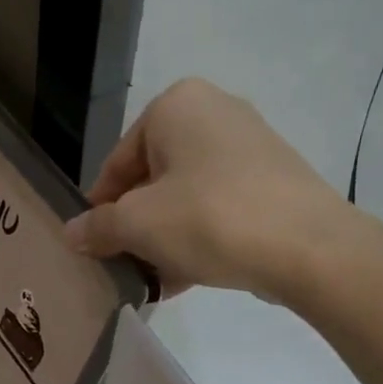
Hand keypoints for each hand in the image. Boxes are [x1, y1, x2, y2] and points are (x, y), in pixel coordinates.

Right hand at [65, 79, 356, 302]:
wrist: (310, 248)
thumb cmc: (209, 218)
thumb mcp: (138, 225)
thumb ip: (98, 227)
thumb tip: (72, 234)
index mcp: (176, 105)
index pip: (117, 161)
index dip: (101, 208)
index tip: (94, 246)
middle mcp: (214, 111)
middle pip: (153, 178)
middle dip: (136, 225)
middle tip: (125, 264)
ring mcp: (250, 145)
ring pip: (186, 195)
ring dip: (165, 236)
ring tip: (154, 278)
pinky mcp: (275, 179)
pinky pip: (219, 206)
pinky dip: (199, 235)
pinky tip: (187, 275)